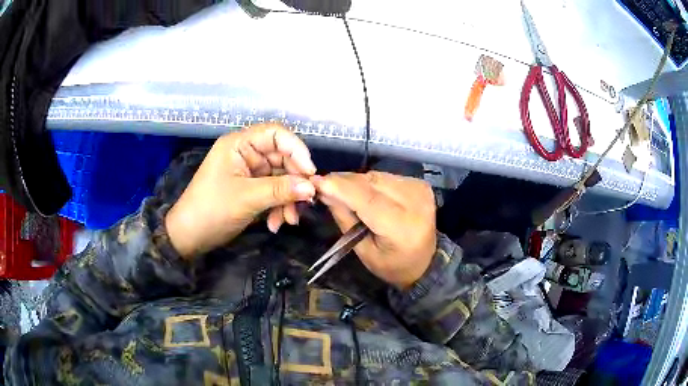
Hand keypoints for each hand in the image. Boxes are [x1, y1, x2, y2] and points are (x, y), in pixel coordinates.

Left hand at [166, 124, 316, 257]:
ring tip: (289, 221)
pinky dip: (279, 207)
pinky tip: (276, 224)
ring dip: (288, 199)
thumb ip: (280, 190)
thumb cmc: (211, 210)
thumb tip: (311, 187)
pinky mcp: (251, 189)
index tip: (309, 173)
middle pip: (282, 158)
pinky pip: (274, 192)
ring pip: (281, 178)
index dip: (296, 149)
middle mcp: (246, 153)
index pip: (276, 134)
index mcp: (239, 144)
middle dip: (294, 182)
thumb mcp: (247, 198)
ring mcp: (249, 172)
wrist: (190, 237)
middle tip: (305, 203)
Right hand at [312, 172, 436, 289]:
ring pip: (377, 176)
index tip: (316, 181)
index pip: (368, 199)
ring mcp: (419, 190)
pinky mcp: (419, 184)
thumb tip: (325, 192)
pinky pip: (386, 176)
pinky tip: (362, 191)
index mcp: (402, 227)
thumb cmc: (392, 264)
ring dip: (355, 181)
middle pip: (371, 183)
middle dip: (343, 182)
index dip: (340, 188)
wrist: (425, 262)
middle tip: (322, 185)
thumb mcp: (363, 251)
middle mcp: (415, 202)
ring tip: (341, 190)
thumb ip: (345, 219)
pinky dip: (370, 181)